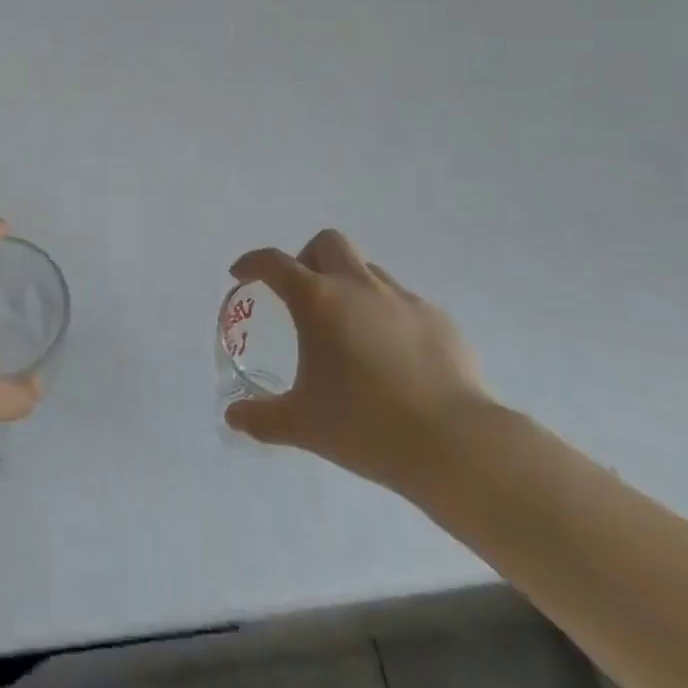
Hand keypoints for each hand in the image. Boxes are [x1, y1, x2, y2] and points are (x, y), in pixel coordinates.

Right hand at [224, 230, 492, 494]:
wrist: (454, 443)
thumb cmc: (366, 426)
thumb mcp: (303, 426)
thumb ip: (262, 418)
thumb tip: (233, 418)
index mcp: (318, 301)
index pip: (274, 262)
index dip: (252, 263)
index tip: (241, 274)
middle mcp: (358, 286)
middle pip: (327, 243)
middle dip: (308, 258)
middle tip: (303, 294)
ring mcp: (402, 298)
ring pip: (367, 269)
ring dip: (349, 284)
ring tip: (349, 329)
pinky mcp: (437, 319)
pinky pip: (402, 301)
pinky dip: (387, 314)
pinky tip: (392, 355)